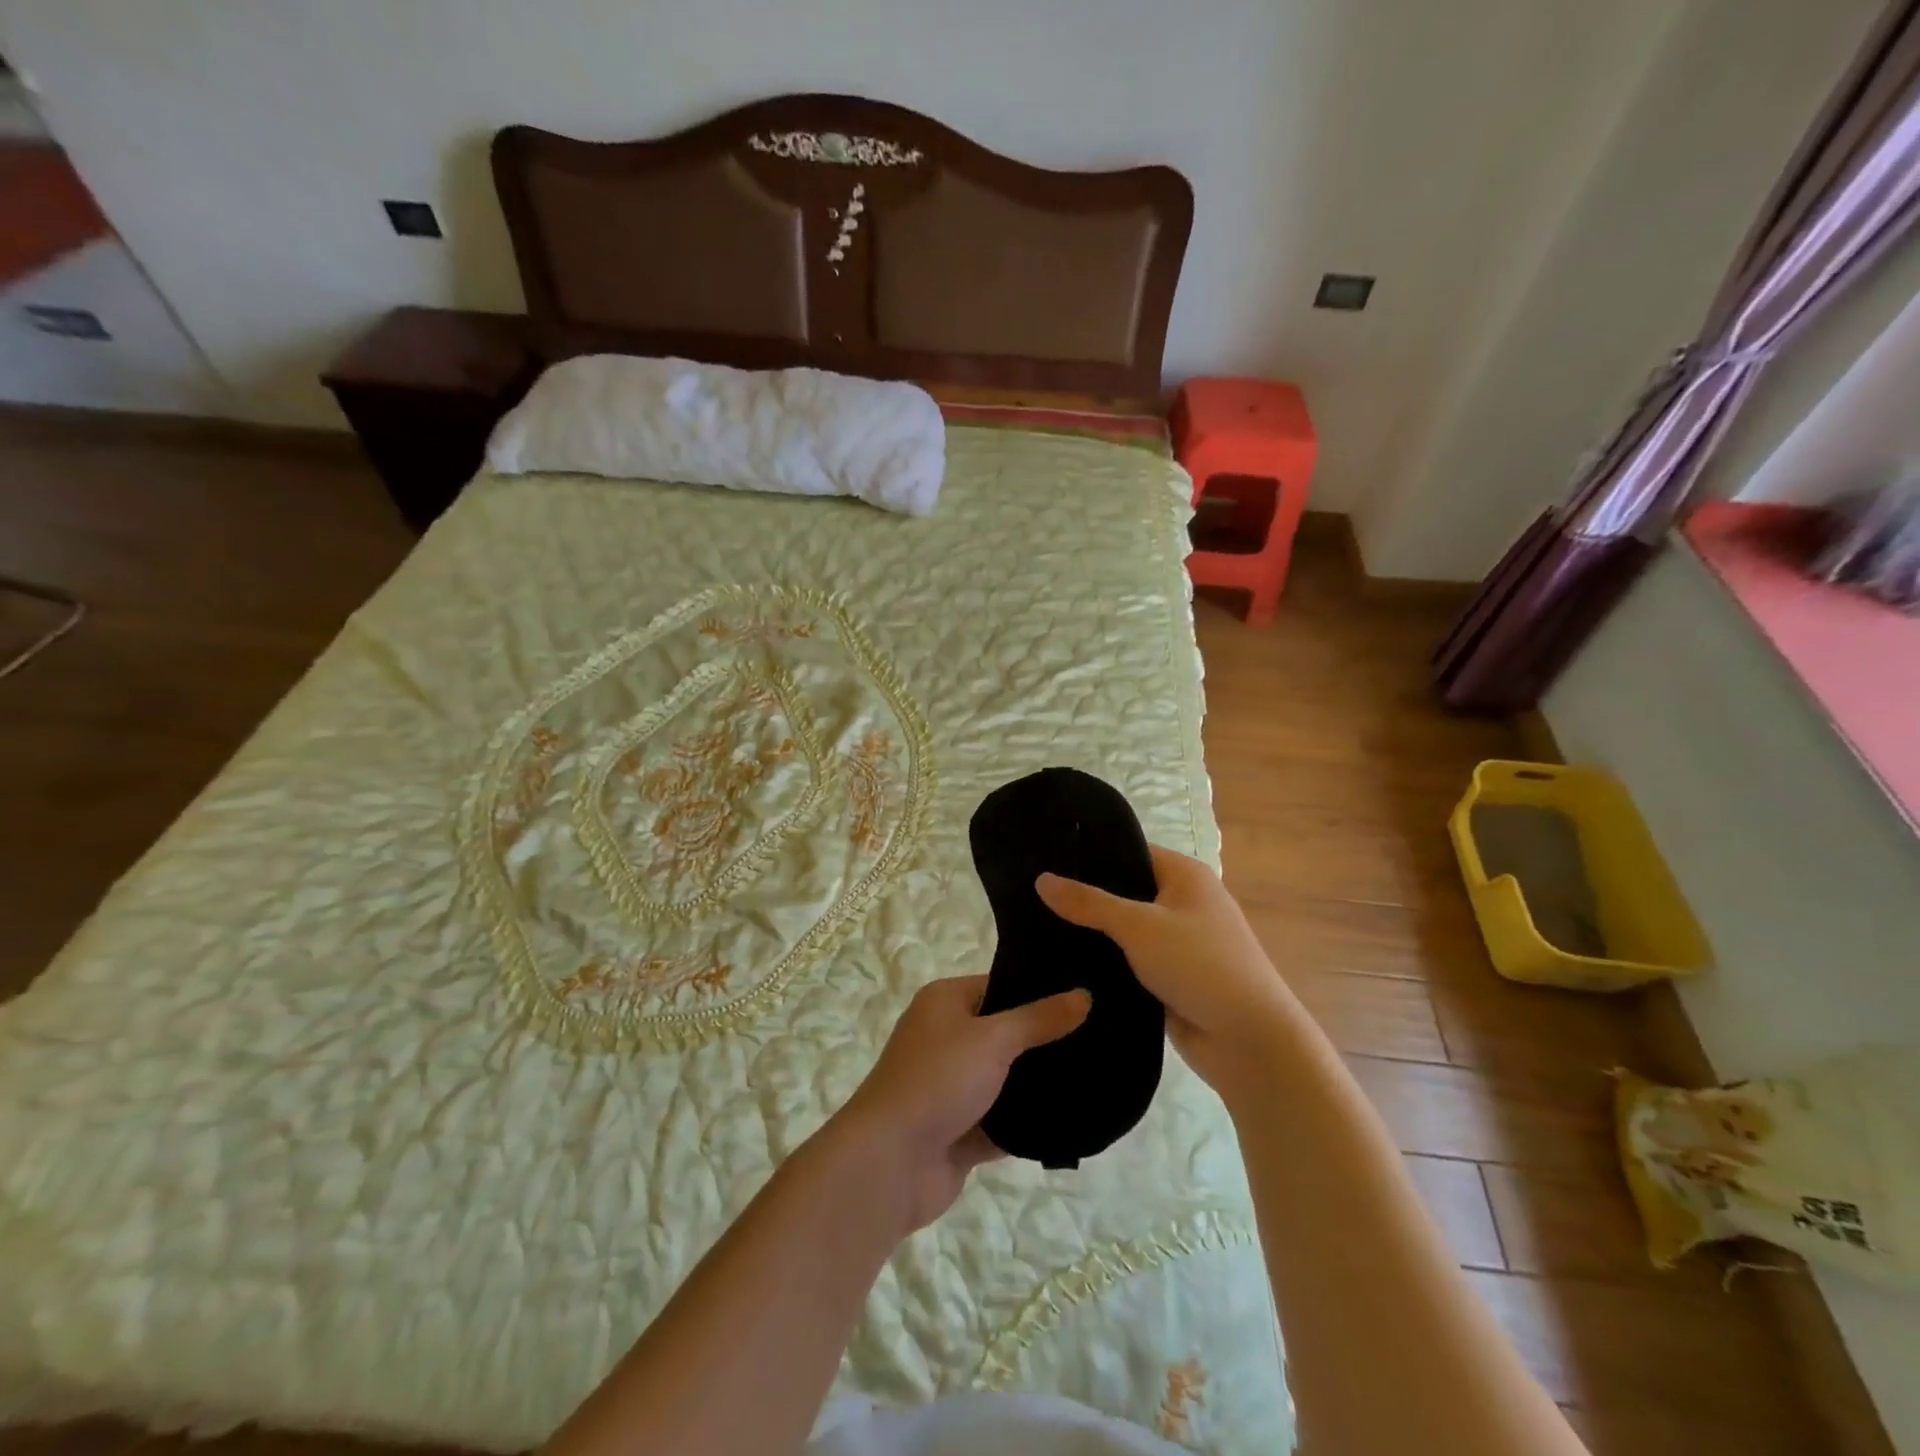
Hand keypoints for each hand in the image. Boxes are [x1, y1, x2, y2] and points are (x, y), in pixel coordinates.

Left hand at [826, 975, 1089, 1233]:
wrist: (889, 1163)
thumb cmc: (937, 1081)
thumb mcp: (993, 1039)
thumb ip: (1039, 1019)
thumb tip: (1084, 994)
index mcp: (945, 1002)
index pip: (999, 985)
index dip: (1038, 990)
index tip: (1085, 996)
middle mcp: (946, 1038)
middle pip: (1005, 1033)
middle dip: (1045, 1040)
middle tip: (1100, 1039)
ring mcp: (951, 1087)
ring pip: (1005, 1079)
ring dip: (1038, 1085)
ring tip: (1096, 1077)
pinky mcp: (959, 1130)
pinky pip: (1002, 1121)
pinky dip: (1028, 1123)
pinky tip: (1073, 1120)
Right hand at [1036, 846, 1312, 1094]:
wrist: (1248, 1041)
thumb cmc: (1200, 965)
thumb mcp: (1139, 926)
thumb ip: (1089, 903)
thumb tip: (1041, 879)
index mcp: (1185, 876)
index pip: (1129, 852)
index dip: (1090, 855)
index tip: (1045, 858)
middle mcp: (1182, 903)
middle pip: (1124, 891)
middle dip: (1085, 897)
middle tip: (1032, 895)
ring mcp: (1176, 943)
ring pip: (1123, 930)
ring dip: (1092, 934)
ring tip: (1035, 926)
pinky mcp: (1168, 978)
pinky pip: (1128, 961)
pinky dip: (1104, 963)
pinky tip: (1063, 963)